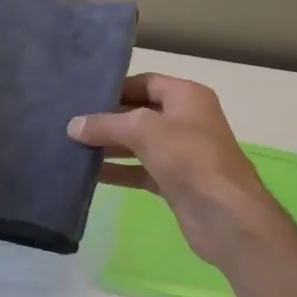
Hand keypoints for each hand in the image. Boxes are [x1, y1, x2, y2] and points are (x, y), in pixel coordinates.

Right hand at [68, 74, 289, 266]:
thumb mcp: (143, 130)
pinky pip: (140, 170)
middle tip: (70, 123)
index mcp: (187, 96)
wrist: (225, 214)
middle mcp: (186, 120)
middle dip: (107, 119)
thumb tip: (73, 126)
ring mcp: (181, 153)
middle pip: (139, 113)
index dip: (116, 88)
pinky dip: (118, 171)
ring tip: (73, 147)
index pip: (145, 82)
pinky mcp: (174, 182)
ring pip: (138, 143)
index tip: (83, 97)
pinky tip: (90, 175)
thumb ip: (106, 124)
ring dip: (109, 146)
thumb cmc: (189, 157)